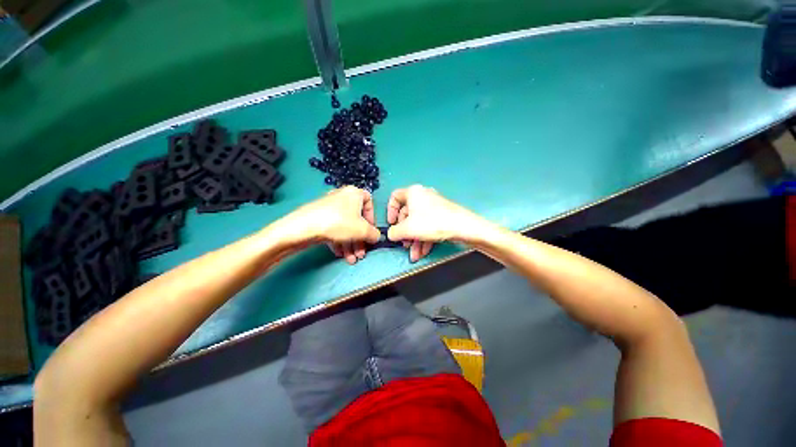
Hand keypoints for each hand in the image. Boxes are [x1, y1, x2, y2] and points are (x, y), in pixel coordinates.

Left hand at [274, 186, 379, 263]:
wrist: (303, 227)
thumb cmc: (339, 223)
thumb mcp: (362, 230)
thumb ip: (374, 234)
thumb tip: (376, 236)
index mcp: (354, 194)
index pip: (369, 202)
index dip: (372, 218)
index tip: (371, 231)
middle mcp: (342, 198)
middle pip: (356, 219)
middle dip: (360, 239)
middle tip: (361, 253)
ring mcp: (329, 208)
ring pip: (345, 226)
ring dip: (350, 244)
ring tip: (352, 259)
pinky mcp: (319, 217)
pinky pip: (334, 229)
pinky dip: (339, 241)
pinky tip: (340, 254)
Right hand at [387, 185, 488, 261]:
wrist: (463, 227)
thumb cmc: (432, 222)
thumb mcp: (408, 229)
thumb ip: (394, 232)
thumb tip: (390, 234)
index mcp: (413, 193)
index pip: (395, 197)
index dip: (390, 211)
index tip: (391, 224)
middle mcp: (423, 196)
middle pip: (407, 214)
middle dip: (405, 232)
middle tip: (404, 244)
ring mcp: (434, 206)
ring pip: (418, 222)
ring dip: (414, 239)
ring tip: (414, 254)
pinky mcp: (442, 215)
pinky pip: (428, 225)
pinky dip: (424, 238)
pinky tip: (424, 252)